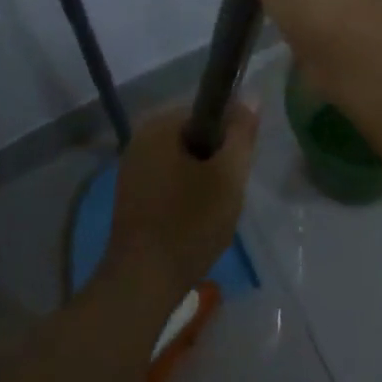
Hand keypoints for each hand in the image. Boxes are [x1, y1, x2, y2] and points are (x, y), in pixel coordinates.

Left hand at [103, 104, 257, 307]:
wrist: (141, 285)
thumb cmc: (188, 223)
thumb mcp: (228, 175)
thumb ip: (242, 132)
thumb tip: (251, 95)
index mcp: (159, 124)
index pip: (208, 109)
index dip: (231, 133)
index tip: (239, 164)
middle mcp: (140, 139)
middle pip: (195, 135)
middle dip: (216, 158)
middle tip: (229, 190)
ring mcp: (132, 169)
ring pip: (184, 161)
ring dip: (203, 179)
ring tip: (214, 209)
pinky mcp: (131, 198)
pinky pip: (169, 181)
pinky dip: (186, 194)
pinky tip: (195, 221)